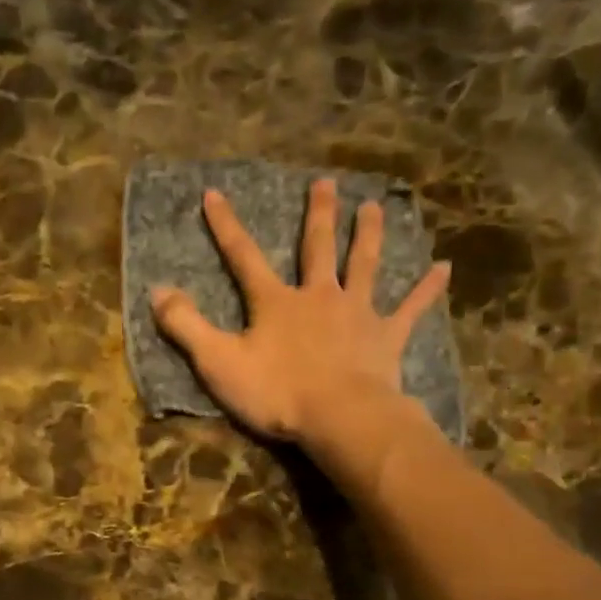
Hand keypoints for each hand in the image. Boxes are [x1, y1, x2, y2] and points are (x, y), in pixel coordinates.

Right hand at [151, 179, 449, 464]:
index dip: (226, 227)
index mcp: (276, 302)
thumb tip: (157, 291)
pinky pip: (410, 308)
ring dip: (368, 235)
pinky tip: (444, 269)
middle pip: (317, 247)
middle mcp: (318, 296)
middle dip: (317, 214)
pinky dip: (427, 289)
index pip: (244, 256)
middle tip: (325, 182)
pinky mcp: (387, 337)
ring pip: (363, 265)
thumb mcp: (218, 362)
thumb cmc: (276, 392)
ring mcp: (357, 313)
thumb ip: (186, 326)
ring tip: (373, 206)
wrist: (340, 418)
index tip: (214, 194)